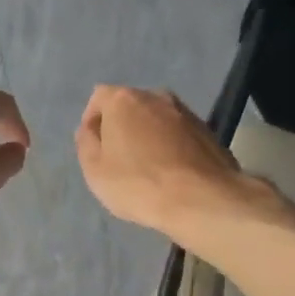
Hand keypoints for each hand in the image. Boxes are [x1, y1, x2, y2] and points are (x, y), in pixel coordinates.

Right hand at [75, 85, 258, 242]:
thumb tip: (90, 129)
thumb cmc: (138, 184)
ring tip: (147, 170)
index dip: (92, 122)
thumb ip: (86, 143)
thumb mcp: (95, 170)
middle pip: (130, 107)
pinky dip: (170, 148)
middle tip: (118, 160)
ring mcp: (186, 112)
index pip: (99, 97)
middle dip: (121, 128)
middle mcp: (156, 96)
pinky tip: (171, 174)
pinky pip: (178, 135)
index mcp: (124, 100)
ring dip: (147, 137)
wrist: (201, 199)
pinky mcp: (208, 131)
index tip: (94, 149)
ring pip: (156, 120)